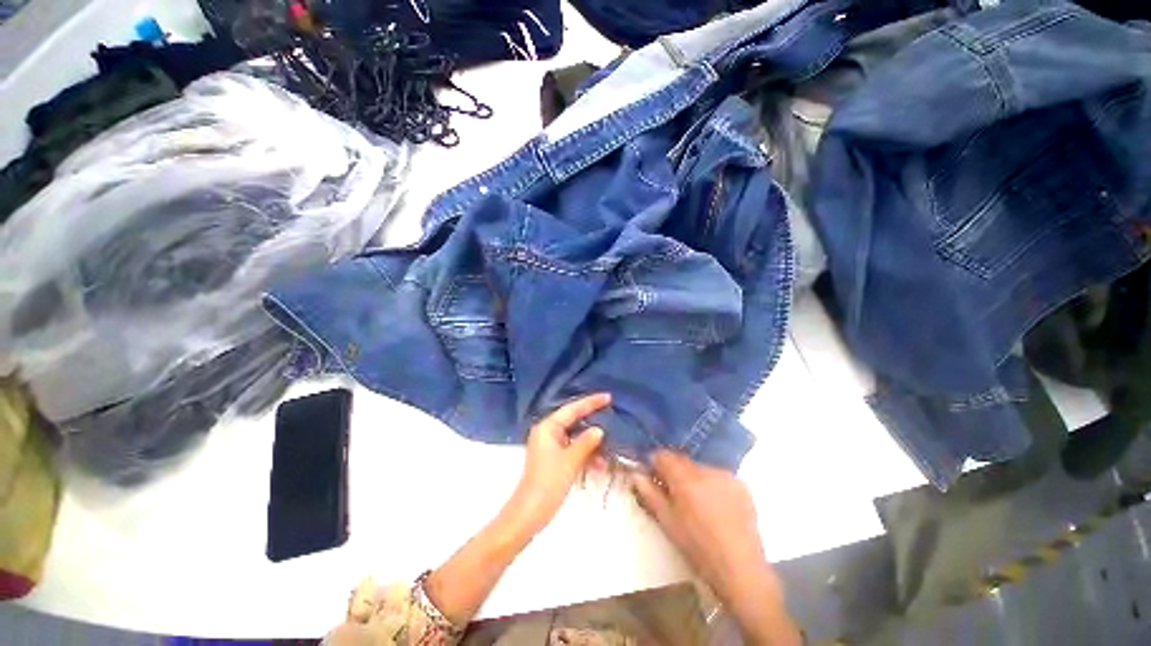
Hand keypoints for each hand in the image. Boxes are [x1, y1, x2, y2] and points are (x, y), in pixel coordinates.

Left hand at [501, 393, 609, 537]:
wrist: (530, 513)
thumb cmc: (549, 482)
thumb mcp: (571, 460)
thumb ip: (587, 442)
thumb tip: (599, 430)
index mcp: (548, 427)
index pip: (572, 409)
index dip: (591, 402)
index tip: (608, 397)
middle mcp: (548, 433)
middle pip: (574, 422)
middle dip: (592, 423)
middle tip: (612, 416)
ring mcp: (550, 447)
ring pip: (575, 438)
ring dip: (591, 444)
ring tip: (610, 447)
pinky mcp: (553, 460)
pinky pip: (573, 450)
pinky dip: (585, 455)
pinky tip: (600, 464)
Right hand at [631, 450, 800, 645]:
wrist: (741, 569)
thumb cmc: (698, 548)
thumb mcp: (668, 523)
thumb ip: (649, 494)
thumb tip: (636, 474)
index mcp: (685, 479)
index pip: (663, 455)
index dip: (655, 464)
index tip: (653, 477)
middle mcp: (706, 470)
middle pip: (682, 461)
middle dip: (675, 472)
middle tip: (674, 494)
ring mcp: (726, 476)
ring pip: (700, 468)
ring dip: (694, 479)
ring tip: (697, 504)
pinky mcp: (741, 485)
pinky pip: (719, 477)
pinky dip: (712, 485)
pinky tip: (716, 507)